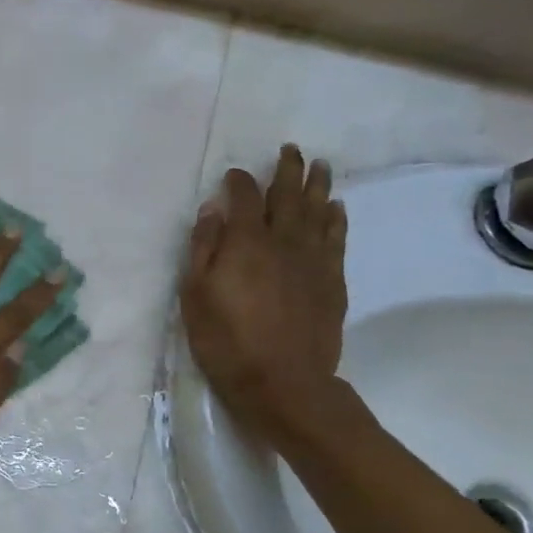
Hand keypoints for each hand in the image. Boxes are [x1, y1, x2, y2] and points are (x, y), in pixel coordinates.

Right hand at [181, 146, 347, 440]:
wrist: (283, 383)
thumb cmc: (226, 340)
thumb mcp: (195, 295)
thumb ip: (203, 248)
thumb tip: (212, 209)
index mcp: (246, 243)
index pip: (244, 198)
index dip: (239, 182)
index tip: (233, 175)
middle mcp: (283, 242)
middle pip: (288, 196)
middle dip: (287, 170)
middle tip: (291, 150)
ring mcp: (313, 260)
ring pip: (318, 212)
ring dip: (318, 186)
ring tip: (320, 165)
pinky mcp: (332, 281)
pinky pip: (337, 239)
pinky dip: (337, 219)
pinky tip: (337, 208)